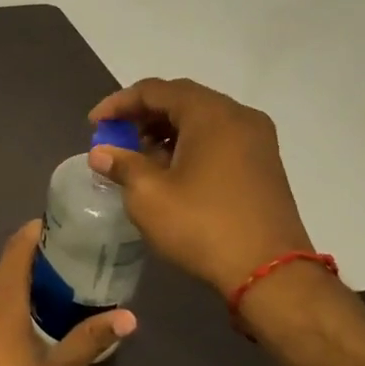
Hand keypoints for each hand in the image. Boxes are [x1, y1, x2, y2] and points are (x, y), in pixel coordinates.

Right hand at [87, 77, 314, 298]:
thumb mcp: (149, 195)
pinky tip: (169, 170)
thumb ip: (122, 165)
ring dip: (165, 130)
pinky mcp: (264, 165)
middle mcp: (239, 117)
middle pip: (181, 100)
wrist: (270, 274)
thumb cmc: (203, 225)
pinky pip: (218, 138)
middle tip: (115, 136)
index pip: (155, 90)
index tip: (94, 125)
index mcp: (211, 114)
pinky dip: (188, 144)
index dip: (119, 103)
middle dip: (142, 115)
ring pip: (201, 120)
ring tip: (137, 156)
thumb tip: (101, 153)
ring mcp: (257, 141)